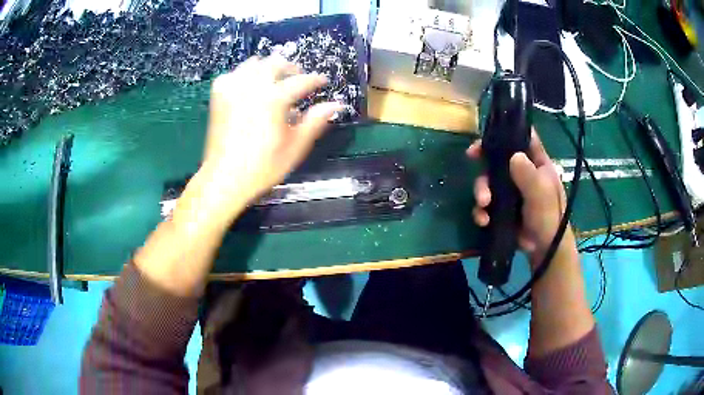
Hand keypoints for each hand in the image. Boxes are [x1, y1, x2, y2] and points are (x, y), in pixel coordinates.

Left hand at [180, 55, 342, 227]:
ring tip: (275, 80)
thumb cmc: (262, 167)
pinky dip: (245, 74)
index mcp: (274, 99)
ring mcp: (232, 88)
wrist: (224, 178)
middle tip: (299, 78)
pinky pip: (234, 73)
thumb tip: (336, 105)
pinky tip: (250, 87)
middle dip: (291, 67)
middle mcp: (252, 86)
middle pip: (276, 63)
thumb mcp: (295, 147)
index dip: (315, 80)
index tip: (323, 81)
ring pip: (254, 63)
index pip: (301, 80)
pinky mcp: (219, 95)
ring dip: (268, 67)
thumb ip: (315, 121)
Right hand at [467, 130, 575, 264]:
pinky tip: (484, 220)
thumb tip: (513, 155)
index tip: (489, 133)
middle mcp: (521, 172)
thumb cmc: (549, 216)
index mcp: (535, 162)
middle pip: (497, 158)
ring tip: (483, 204)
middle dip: (485, 160)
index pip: (522, 138)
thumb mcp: (541, 194)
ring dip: (481, 191)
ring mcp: (509, 191)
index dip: (506, 131)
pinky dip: (481, 211)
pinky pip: (485, 204)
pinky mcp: (500, 208)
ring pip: (488, 181)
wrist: (543, 249)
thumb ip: (529, 175)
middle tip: (471, 157)